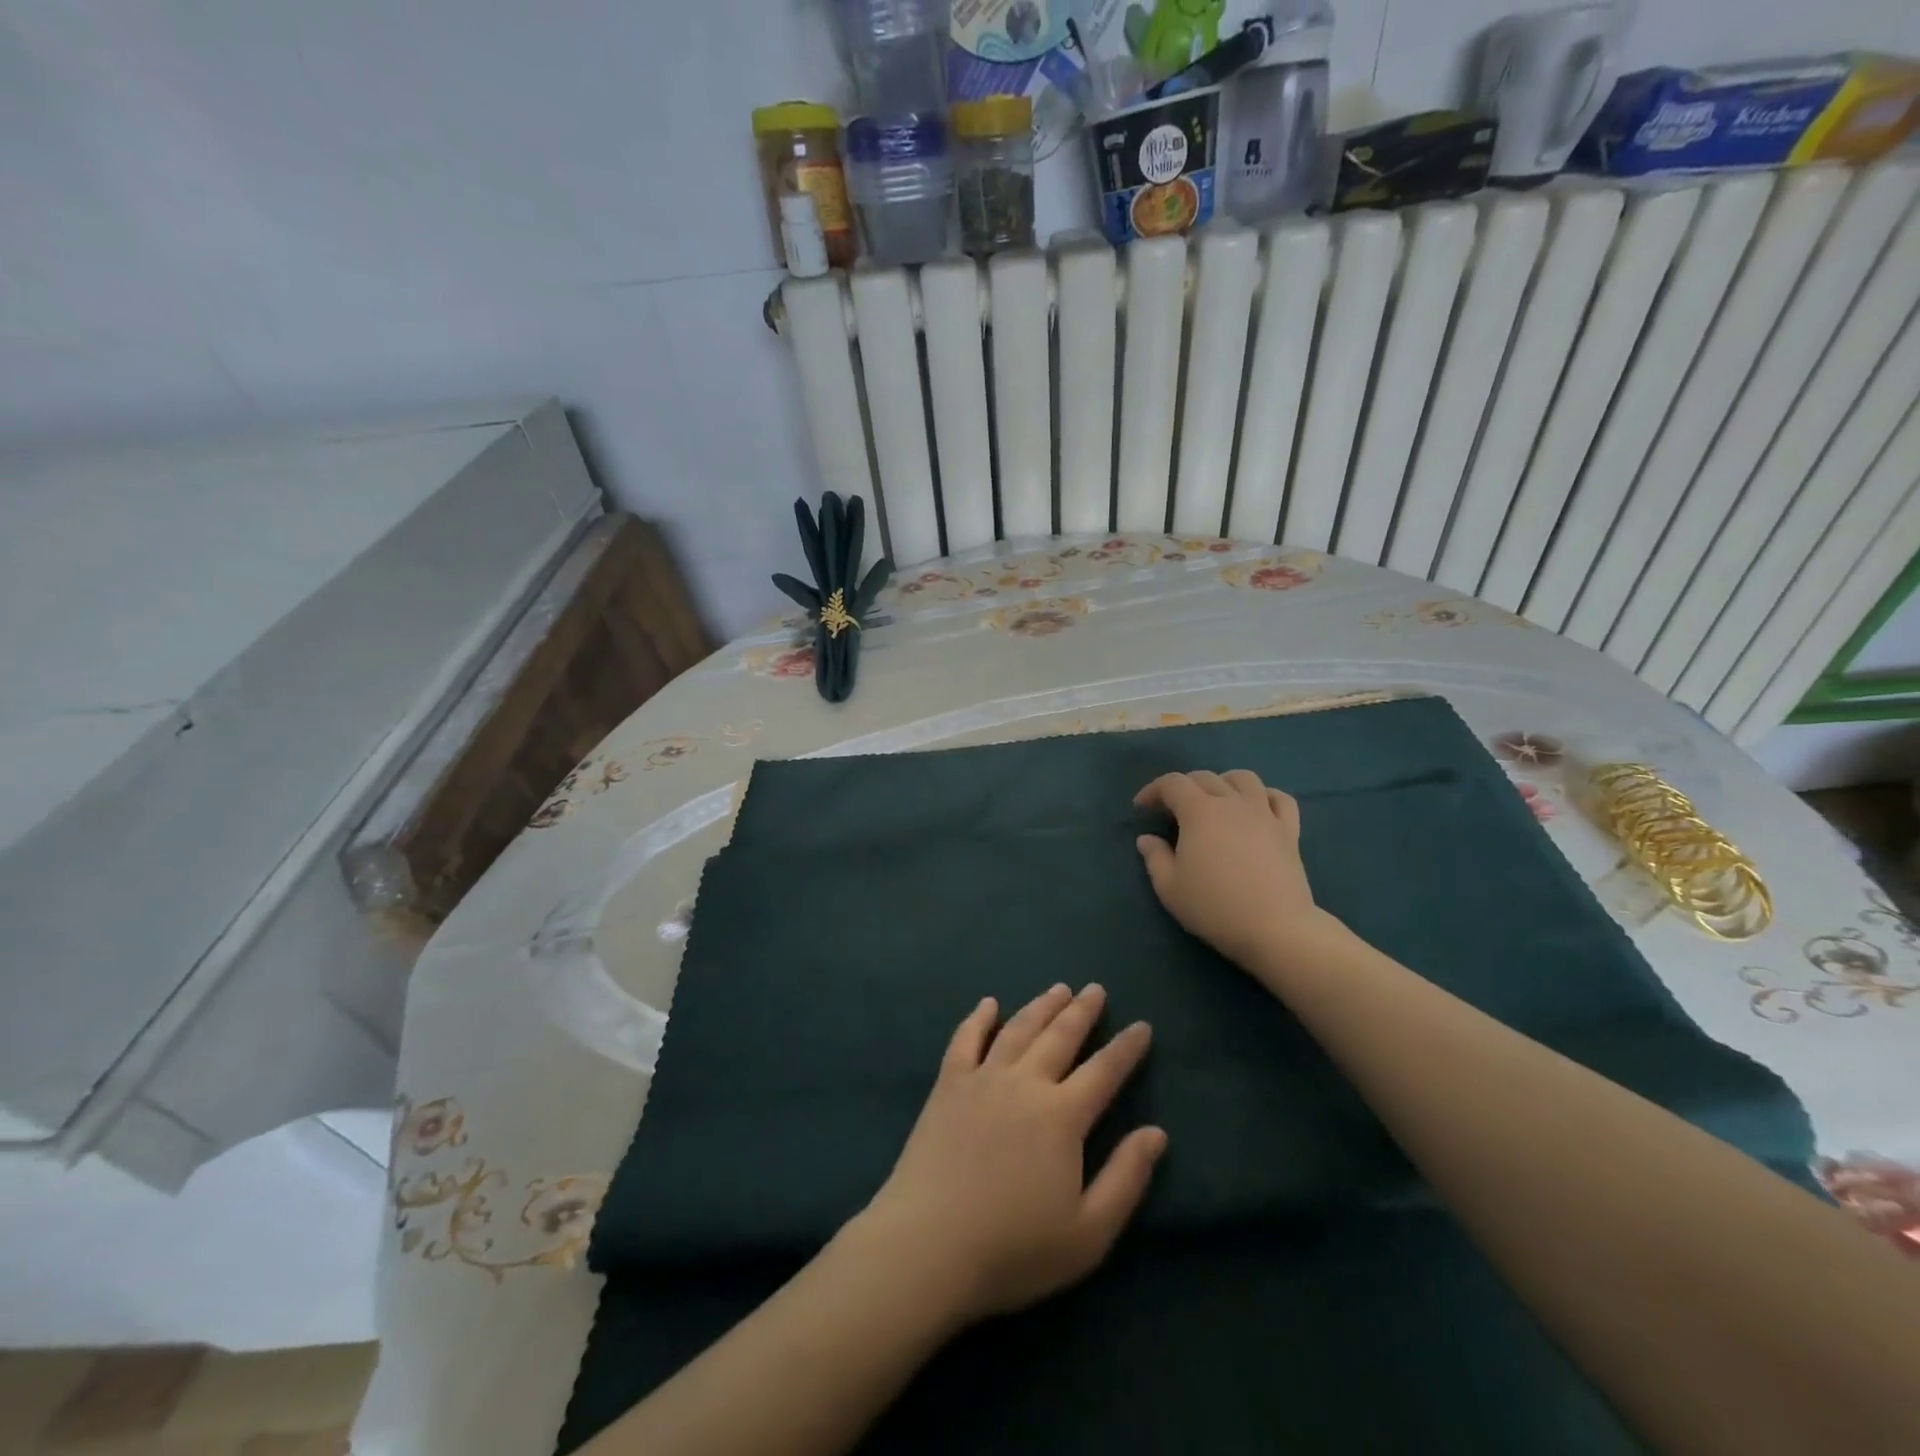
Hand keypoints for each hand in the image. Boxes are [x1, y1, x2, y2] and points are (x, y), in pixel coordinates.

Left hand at [858, 984, 1165, 1326]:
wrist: (928, 1246)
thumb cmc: (1014, 1249)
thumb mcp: (1088, 1233)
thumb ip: (1126, 1178)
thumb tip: (1156, 1132)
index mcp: (1062, 1116)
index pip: (1104, 1071)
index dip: (1126, 1048)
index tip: (1142, 1026)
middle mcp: (1025, 1083)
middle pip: (1060, 1036)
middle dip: (1082, 1011)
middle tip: (1095, 989)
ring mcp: (982, 1078)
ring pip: (1018, 1029)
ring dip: (1041, 1006)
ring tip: (1058, 989)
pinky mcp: (948, 1085)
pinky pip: (966, 1039)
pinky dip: (979, 1018)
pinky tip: (989, 1004)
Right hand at [1134, 769, 1327, 975]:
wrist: (1274, 928)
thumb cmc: (1214, 907)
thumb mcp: (1169, 888)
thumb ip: (1154, 858)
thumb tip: (1147, 839)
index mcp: (1199, 812)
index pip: (1172, 783)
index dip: (1152, 790)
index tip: (1142, 808)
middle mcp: (1231, 802)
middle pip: (1205, 777)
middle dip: (1183, 787)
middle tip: (1172, 809)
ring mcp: (1264, 814)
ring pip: (1244, 779)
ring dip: (1223, 782)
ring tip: (1215, 800)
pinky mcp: (1289, 830)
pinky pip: (1280, 799)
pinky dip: (1265, 796)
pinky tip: (1257, 808)